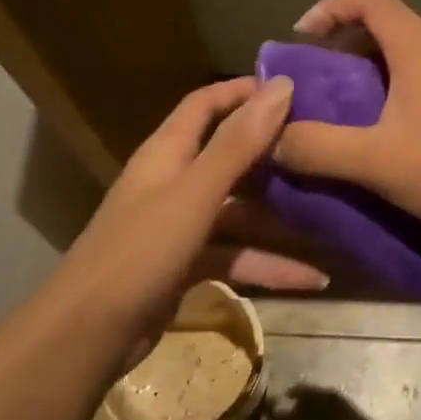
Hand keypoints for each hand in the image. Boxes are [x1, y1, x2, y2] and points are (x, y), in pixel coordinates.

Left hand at [48, 77, 324, 363]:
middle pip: (228, 157)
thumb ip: (238, 143)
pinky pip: (236, 256)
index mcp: (167, 153)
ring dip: (280, 219)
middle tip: (322, 151)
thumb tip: (280, 85)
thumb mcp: (196, 193)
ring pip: (239, 212)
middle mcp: (174, 182)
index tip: (292, 91)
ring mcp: (180, 227)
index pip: (204, 105)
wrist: (88, 334)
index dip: (242, 92)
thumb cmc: (141, 250)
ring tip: (331, 219)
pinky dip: (269, 265)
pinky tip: (312, 279)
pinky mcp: (186, 266)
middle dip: (272, 155)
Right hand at [271, 0, 420, 242]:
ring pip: (412, 54)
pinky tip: (393, 131)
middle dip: (348, 44)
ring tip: (348, 107)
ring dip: (375, 70)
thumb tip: (272, 139)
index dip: (331, 7)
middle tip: (319, 79)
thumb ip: (317, 147)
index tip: (302, 36)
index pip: (372, 0)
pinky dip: (401, 88)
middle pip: (390, 26)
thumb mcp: (375, 162)